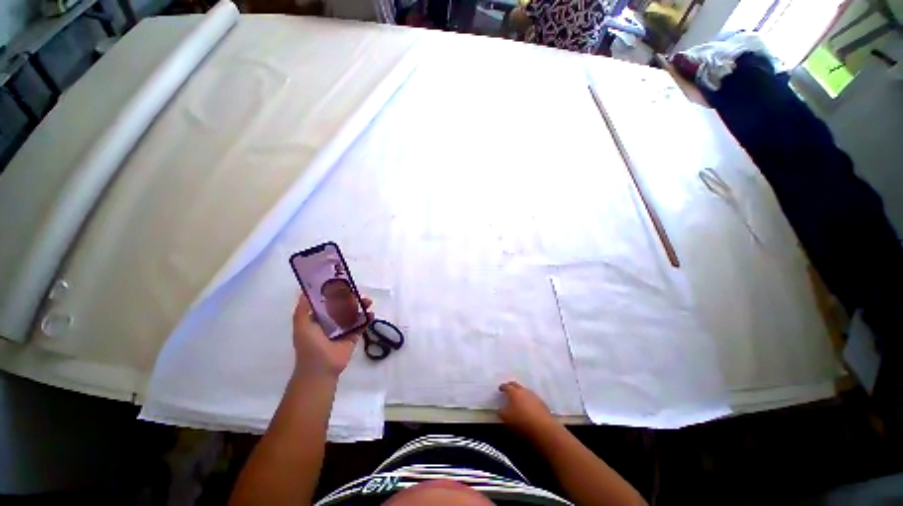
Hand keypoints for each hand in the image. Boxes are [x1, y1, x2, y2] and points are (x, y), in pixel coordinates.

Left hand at [292, 294, 372, 378]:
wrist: (321, 368)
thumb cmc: (309, 345)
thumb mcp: (301, 324)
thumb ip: (303, 308)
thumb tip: (305, 290)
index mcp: (318, 318)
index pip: (328, 302)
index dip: (335, 292)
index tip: (343, 284)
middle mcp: (331, 322)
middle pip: (343, 306)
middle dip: (351, 298)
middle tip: (358, 293)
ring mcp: (344, 329)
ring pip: (354, 313)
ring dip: (362, 306)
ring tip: (368, 302)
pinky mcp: (353, 336)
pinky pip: (362, 325)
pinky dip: (368, 318)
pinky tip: (371, 314)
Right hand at [498, 381, 557, 436]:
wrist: (544, 430)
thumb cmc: (521, 423)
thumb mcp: (506, 419)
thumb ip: (500, 413)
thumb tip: (497, 409)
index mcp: (514, 392)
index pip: (507, 386)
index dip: (503, 387)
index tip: (500, 388)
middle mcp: (524, 391)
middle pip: (516, 385)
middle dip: (512, 386)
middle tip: (508, 389)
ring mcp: (534, 396)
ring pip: (525, 391)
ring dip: (521, 393)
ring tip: (518, 399)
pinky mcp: (542, 404)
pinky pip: (533, 398)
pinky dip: (529, 400)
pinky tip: (529, 406)